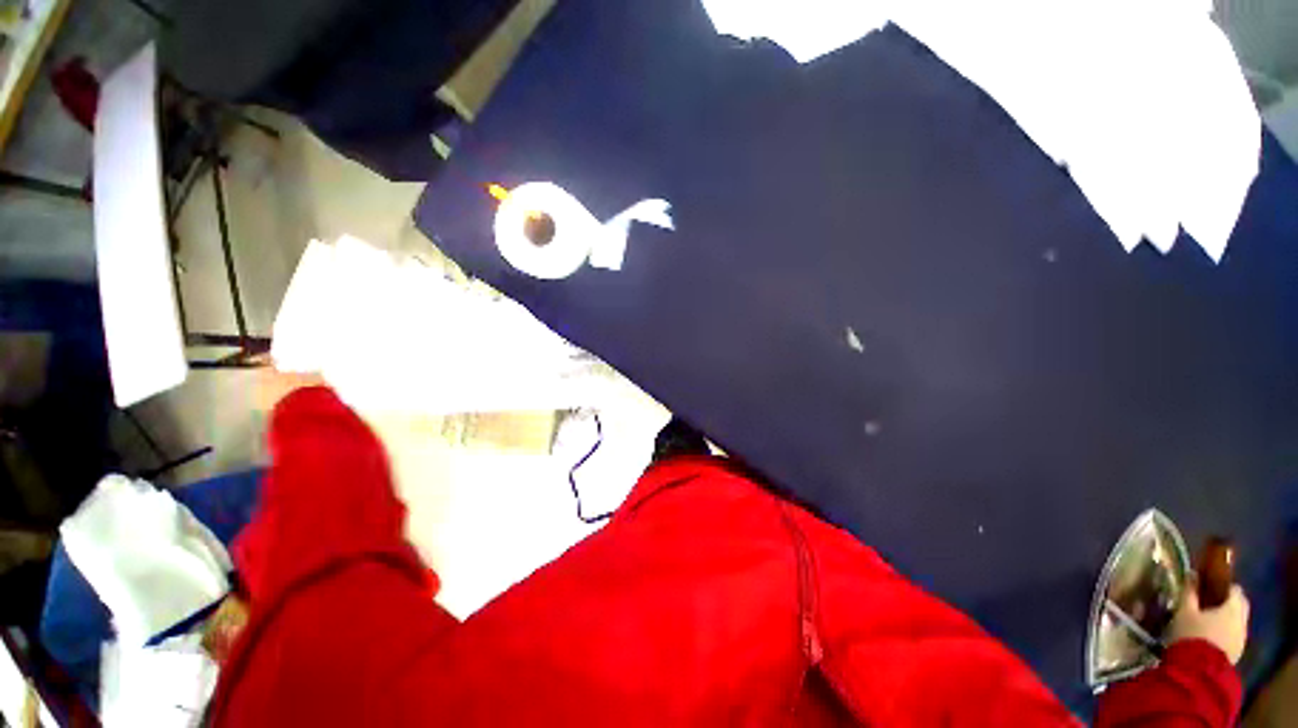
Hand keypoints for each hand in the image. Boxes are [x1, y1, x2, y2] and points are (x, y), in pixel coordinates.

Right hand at [1168, 582, 1249, 663]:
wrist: (1198, 670)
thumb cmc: (1192, 634)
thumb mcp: (1185, 612)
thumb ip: (1190, 593)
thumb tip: (1193, 575)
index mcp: (1232, 607)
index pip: (1235, 589)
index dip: (1224, 585)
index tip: (1210, 585)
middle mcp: (1242, 621)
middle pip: (1240, 606)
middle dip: (1228, 604)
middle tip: (1210, 603)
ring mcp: (1241, 639)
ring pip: (1237, 623)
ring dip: (1226, 620)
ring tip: (1208, 622)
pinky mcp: (1236, 653)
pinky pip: (1233, 637)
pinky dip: (1224, 634)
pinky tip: (1211, 638)